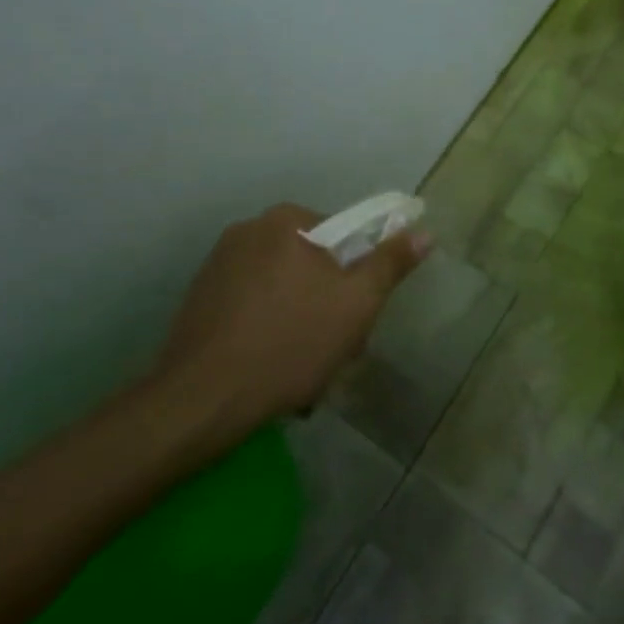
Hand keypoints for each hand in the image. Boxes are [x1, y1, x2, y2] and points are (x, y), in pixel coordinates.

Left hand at [144, 202, 429, 448]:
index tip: (357, 317)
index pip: (343, 236)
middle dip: (328, 305)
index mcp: (286, 220)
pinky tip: (269, 371)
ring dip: (300, 322)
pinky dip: (267, 331)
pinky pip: (252, 307)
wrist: (198, 403)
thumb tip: (424, 231)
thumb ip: (390, 263)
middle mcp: (248, 230)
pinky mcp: (199, 300)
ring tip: (301, 373)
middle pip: (312, 264)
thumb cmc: (288, 343)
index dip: (357, 277)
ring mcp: (218, 265)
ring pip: (282, 289)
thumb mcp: (355, 304)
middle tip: (334, 350)